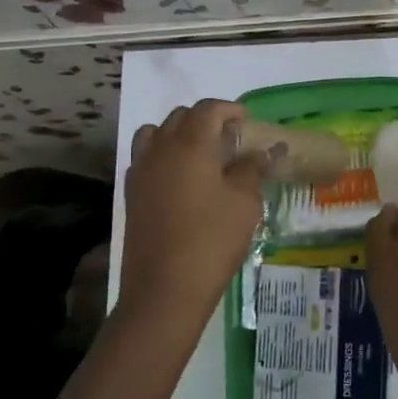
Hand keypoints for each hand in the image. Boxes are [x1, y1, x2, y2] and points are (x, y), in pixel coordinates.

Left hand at [59, 100, 267, 398]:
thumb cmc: (212, 240)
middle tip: (229, 139)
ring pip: (156, 133)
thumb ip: (253, 169)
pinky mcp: (131, 194)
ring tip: (201, 156)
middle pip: (180, 117)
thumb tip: (266, 150)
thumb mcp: (244, 203)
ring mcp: (141, 171)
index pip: (208, 109)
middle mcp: (160, 149)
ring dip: (179, 135)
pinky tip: (181, 181)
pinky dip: (163, 156)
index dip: (229, 109)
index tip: (246, 121)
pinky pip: (145, 158)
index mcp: (190, 144)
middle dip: (205, 120)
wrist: (164, 289)